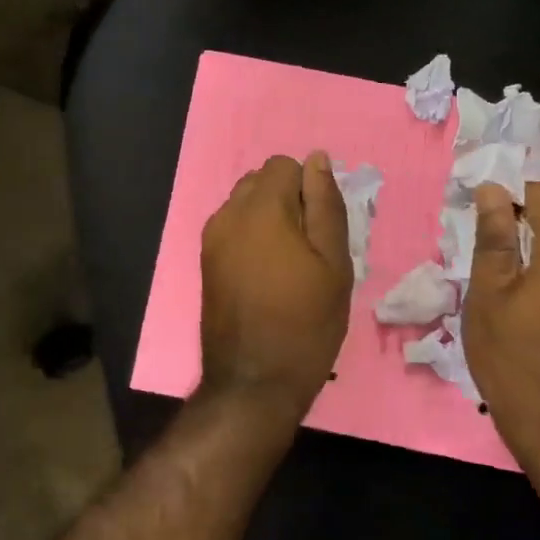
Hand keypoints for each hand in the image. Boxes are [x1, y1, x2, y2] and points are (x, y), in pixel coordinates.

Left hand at [200, 152, 353, 423]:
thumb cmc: (306, 322)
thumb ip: (325, 204)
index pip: (285, 165)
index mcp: (261, 207)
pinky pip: (232, 228)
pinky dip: (251, 236)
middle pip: (261, 180)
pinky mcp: (205, 260)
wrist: (253, 380)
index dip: (309, 189)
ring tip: (288, 263)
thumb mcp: (333, 263)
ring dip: (268, 218)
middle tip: (309, 247)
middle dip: (287, 200)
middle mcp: (228, 213)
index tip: (321, 228)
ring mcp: (212, 237)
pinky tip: (265, 275)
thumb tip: (317, 159)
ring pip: (245, 203)